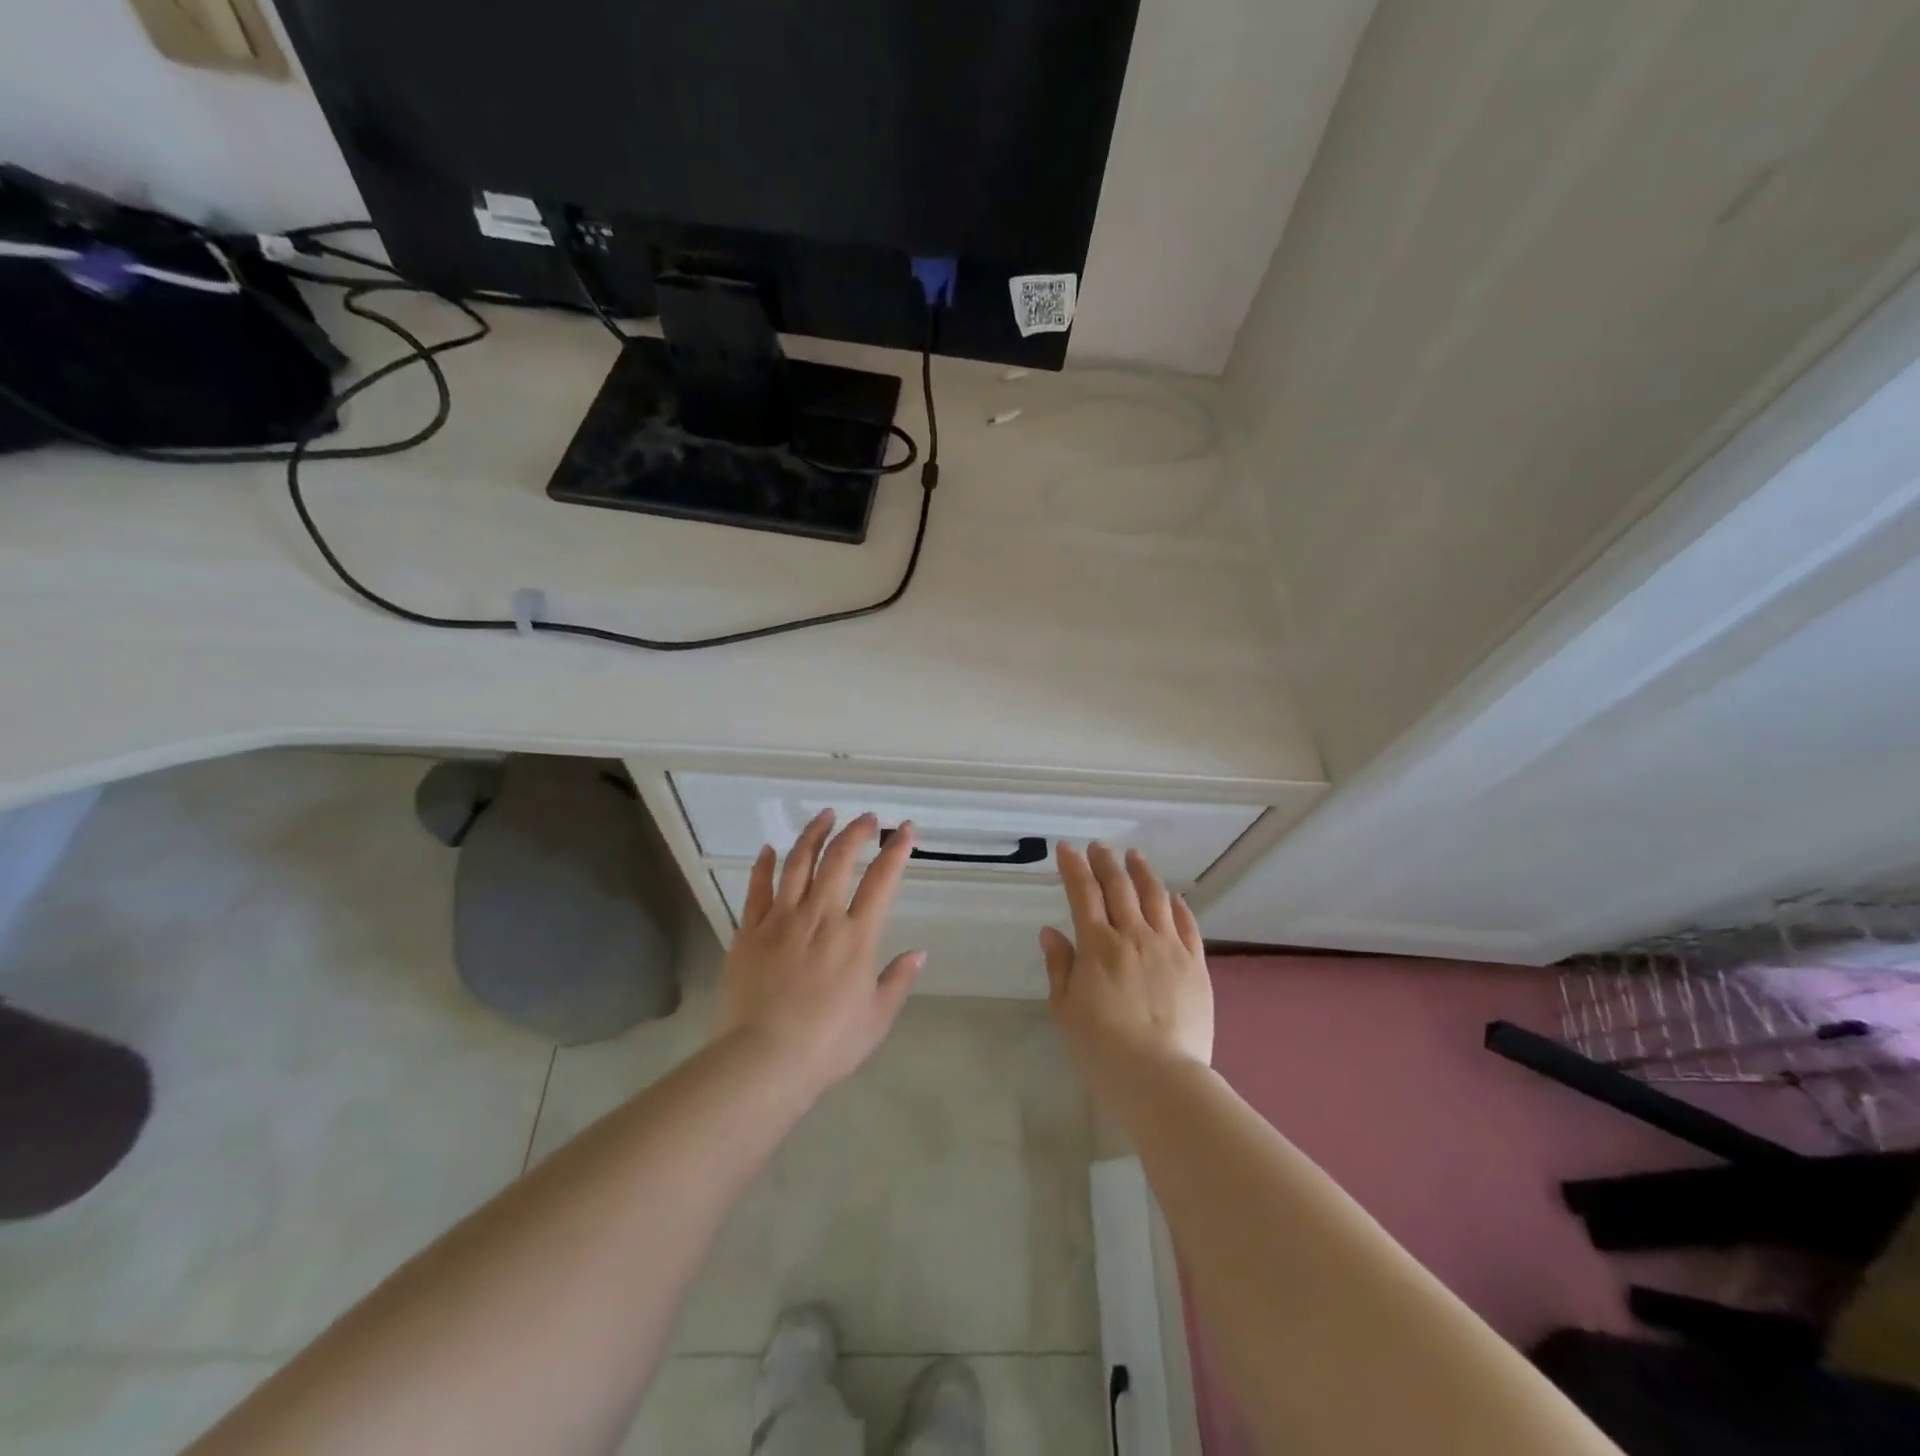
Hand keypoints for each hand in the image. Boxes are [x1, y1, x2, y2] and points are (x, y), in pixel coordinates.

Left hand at [716, 811, 922, 1098]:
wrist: (763, 1060)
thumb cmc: (828, 1044)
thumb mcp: (877, 1018)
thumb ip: (898, 980)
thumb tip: (919, 953)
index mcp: (856, 936)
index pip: (882, 880)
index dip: (896, 850)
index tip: (905, 829)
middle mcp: (820, 917)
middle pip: (839, 859)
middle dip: (856, 832)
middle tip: (866, 818)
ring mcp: (781, 920)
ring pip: (798, 863)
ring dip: (814, 834)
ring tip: (825, 816)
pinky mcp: (749, 932)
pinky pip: (757, 889)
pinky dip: (764, 864)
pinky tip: (769, 849)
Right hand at [1041, 843, 1212, 1078]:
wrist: (1160, 1076)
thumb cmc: (1102, 1048)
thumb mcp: (1065, 1009)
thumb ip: (1059, 966)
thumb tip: (1051, 932)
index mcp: (1098, 945)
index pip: (1083, 893)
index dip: (1073, 867)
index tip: (1066, 849)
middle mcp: (1133, 935)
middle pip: (1119, 887)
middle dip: (1106, 862)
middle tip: (1099, 847)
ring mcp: (1169, 947)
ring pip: (1155, 897)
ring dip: (1142, 873)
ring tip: (1135, 856)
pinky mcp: (1195, 964)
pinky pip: (1188, 925)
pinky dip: (1178, 906)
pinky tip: (1174, 897)